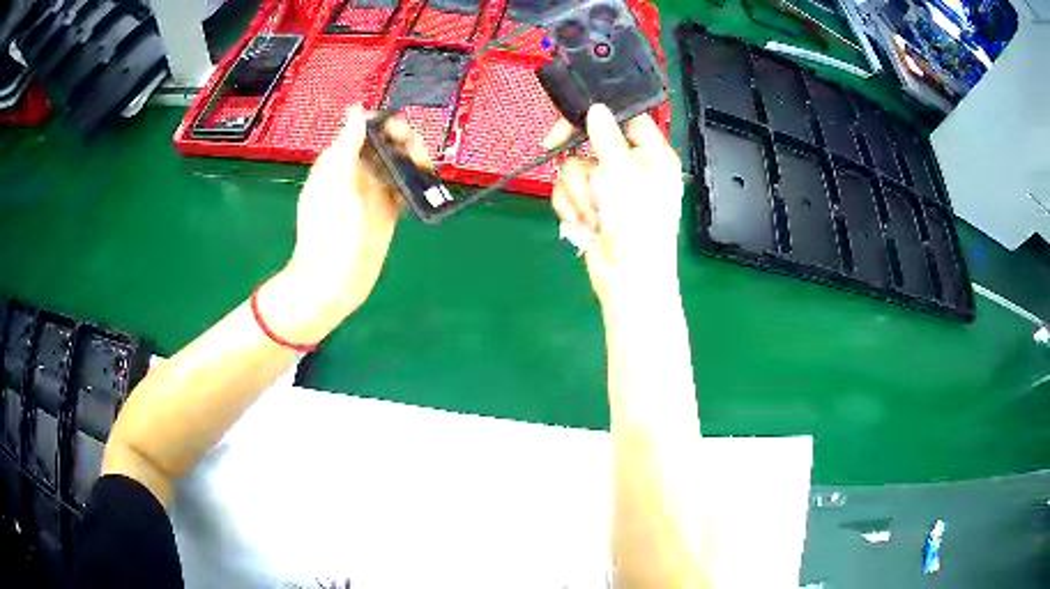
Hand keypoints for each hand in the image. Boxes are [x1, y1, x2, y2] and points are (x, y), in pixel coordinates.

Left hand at [282, 106, 430, 324]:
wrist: (333, 284)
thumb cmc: (328, 235)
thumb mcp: (337, 186)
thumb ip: (348, 147)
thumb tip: (357, 110)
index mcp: (338, 161)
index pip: (365, 128)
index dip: (385, 124)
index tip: (401, 134)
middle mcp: (356, 172)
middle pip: (387, 143)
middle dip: (406, 142)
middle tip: (419, 158)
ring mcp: (372, 193)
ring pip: (398, 163)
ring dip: (414, 161)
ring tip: (425, 172)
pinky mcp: (386, 212)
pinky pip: (404, 187)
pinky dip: (415, 183)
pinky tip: (423, 188)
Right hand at [546, 104, 683, 306]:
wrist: (628, 279)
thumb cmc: (636, 223)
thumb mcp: (621, 172)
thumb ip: (605, 136)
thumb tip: (596, 108)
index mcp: (652, 154)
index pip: (626, 119)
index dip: (600, 115)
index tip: (574, 116)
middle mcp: (631, 167)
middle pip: (590, 141)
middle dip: (579, 159)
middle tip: (552, 146)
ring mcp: (609, 189)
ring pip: (574, 169)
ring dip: (577, 192)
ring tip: (592, 215)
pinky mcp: (591, 206)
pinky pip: (568, 192)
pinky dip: (571, 207)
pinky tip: (584, 224)